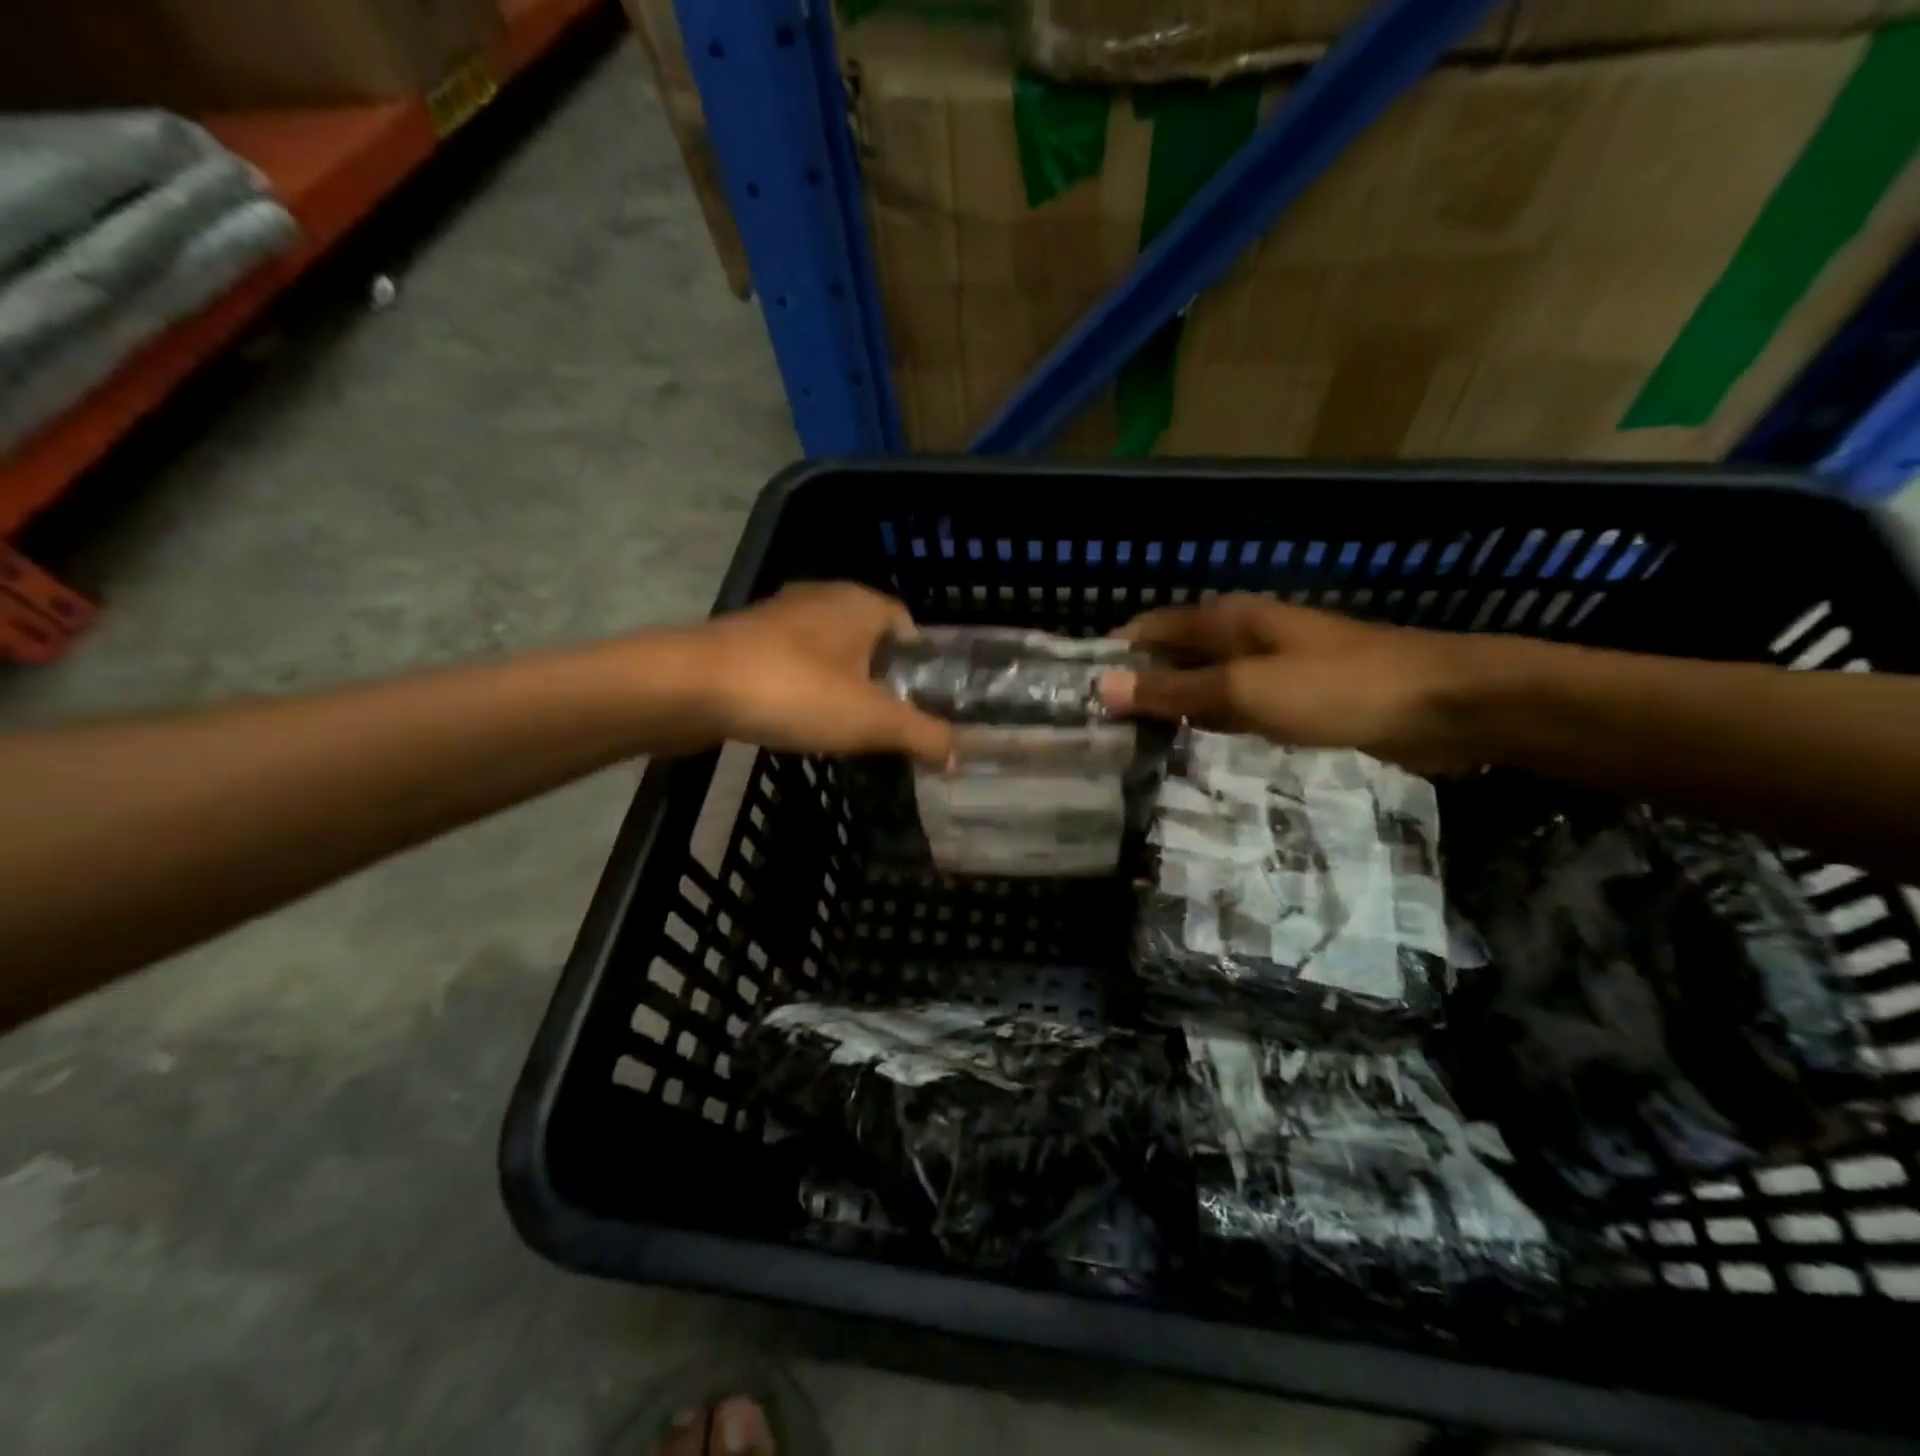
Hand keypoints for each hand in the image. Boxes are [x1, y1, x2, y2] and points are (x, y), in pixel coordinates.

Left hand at [695, 583, 953, 766]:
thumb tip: (956, 755)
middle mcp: (822, 598)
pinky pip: (792, 664)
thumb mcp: (873, 720)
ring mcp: (779, 617)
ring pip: (828, 652)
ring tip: (848, 728)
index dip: (920, 664)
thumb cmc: (796, 691)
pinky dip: (804, 689)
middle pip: (868, 639)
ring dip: (841, 684)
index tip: (923, 702)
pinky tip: (800, 720)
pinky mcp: (745, 641)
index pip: (908, 625)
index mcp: (860, 603)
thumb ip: (922, 735)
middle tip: (890, 722)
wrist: (691, 688)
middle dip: (882, 678)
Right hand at [1099, 594, 1496, 772]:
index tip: (1073, 697)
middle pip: (1171, 658)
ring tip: (1123, 749)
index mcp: (1226, 620)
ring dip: (1168, 711)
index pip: (1147, 630)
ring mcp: (1268, 670)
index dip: (1111, 658)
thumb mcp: (1246, 690)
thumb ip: (1174, 692)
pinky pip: (1232, 711)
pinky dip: (1206, 726)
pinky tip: (1185, 754)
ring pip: (1200, 687)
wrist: (1445, 706)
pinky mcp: (1291, 701)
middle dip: (1134, 688)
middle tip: (1092, 734)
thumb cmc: (1338, 688)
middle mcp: (1241, 637)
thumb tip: (1101, 688)